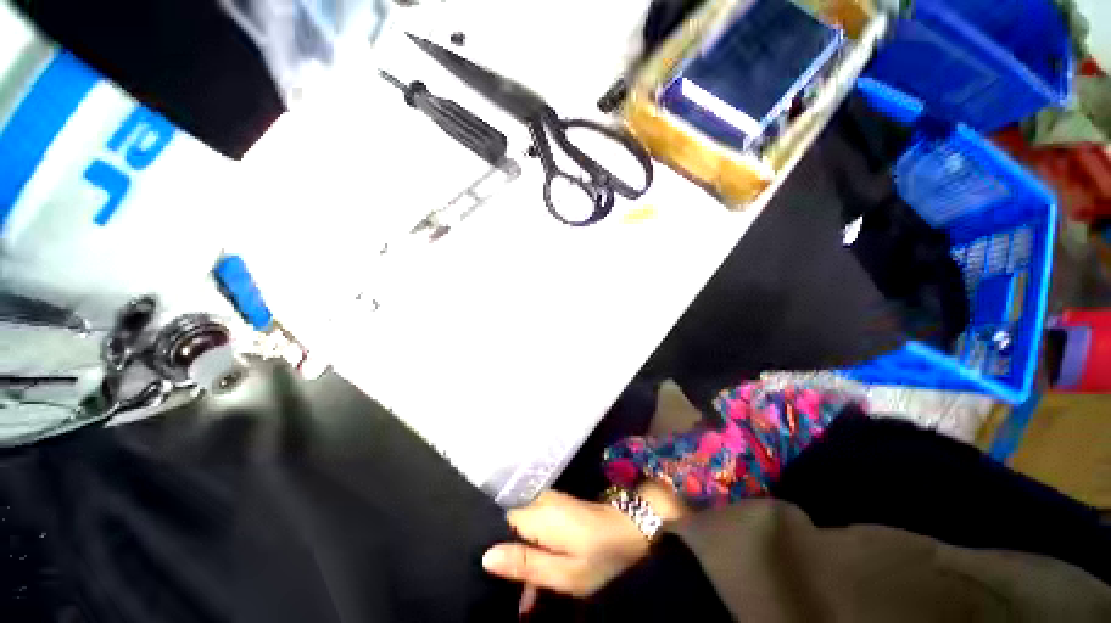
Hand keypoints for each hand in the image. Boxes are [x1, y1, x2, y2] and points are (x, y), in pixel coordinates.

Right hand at [482, 485, 687, 609]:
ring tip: (530, 595)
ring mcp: (547, 501)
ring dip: (524, 558)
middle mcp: (538, 501)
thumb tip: (486, 557)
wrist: (628, 529)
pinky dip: (535, 549)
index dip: (496, 552)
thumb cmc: (598, 555)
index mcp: (537, 515)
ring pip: (522, 530)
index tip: (497, 580)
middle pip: (510, 529)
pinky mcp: (555, 506)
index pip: (500, 526)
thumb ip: (526, 564)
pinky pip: (534, 527)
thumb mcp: (564, 571)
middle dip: (511, 561)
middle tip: (517, 597)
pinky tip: (541, 574)